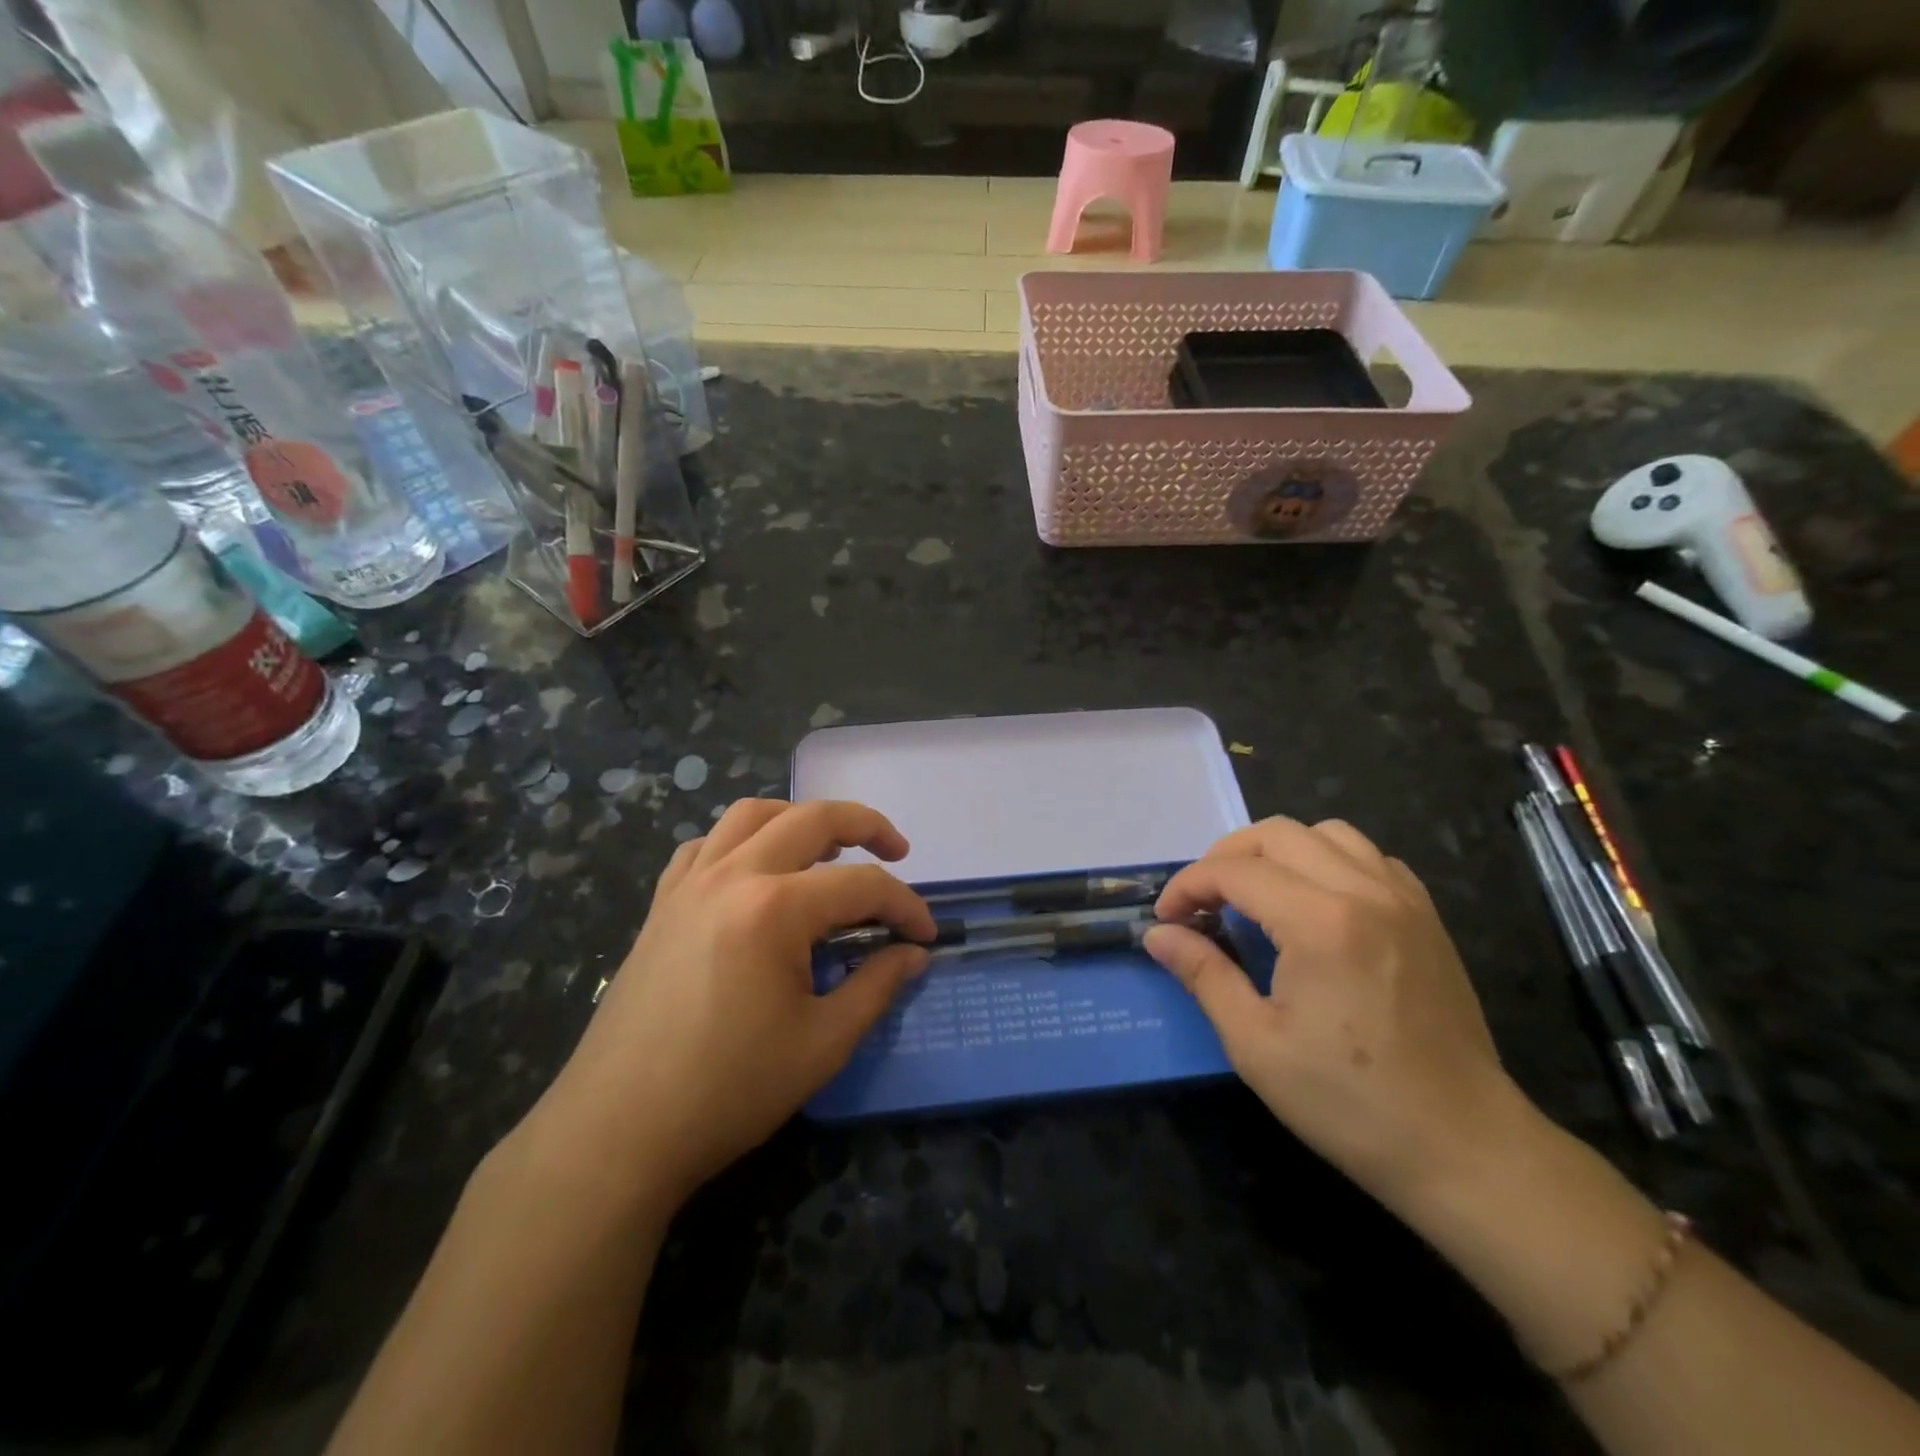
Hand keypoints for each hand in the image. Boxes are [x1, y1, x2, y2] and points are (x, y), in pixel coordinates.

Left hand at [528, 799, 934, 1208]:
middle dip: (865, 826)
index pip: (862, 886)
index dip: (905, 907)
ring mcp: (689, 885)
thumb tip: (913, 955)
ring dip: (798, 819)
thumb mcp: (822, 1044)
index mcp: (775, 908)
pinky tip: (753, 873)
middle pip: (812, 819)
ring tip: (826, 848)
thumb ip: (876, 987)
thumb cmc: (728, 1091)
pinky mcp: (661, 905)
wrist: (617, 1132)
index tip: (925, 936)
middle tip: (896, 852)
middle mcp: (732, 876)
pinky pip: (705, 846)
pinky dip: (739, 842)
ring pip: (751, 815)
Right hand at [1144, 818, 1530, 1214]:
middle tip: (1203, 901)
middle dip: (1226, 857)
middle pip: (1277, 833)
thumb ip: (1203, 974)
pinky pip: (1369, 857)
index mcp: (1320, 921)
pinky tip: (1315, 902)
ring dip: (1278, 851)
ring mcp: (1403, 899)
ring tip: (1256, 894)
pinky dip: (1328, 861)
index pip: (1235, 871)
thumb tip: (1158, 934)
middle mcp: (1364, 891)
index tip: (1167, 919)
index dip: (1188, 885)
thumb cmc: (1350, 1103)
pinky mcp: (1426, 917)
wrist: (1465, 1148)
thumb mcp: (1256, 1044)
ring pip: (1327, 833)